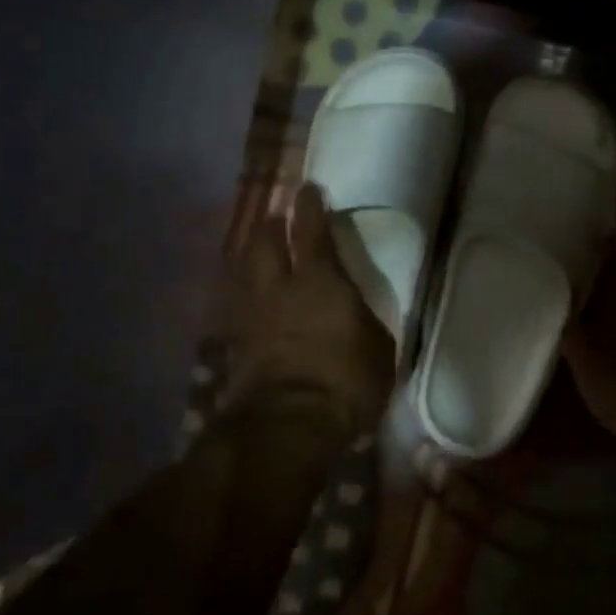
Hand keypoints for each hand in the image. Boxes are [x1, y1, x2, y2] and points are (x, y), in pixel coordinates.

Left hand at [220, 183, 395, 435]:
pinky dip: (243, 296)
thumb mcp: (379, 348)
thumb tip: (356, 311)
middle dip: (271, 225)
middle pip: (266, 243)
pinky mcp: (236, 345)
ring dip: (250, 255)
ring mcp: (253, 316)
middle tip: (275, 217)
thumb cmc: (345, 381)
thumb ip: (365, 320)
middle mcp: (280, 288)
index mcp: (320, 281)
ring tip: (256, 250)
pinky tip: (246, 300)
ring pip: (245, 271)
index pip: (312, 231)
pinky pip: (238, 307)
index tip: (307, 189)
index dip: (309, 207)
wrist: (288, 425)